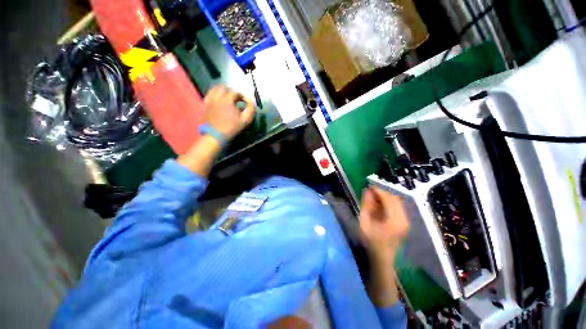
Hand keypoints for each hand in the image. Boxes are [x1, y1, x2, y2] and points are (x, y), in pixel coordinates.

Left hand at [203, 85, 255, 139]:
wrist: (216, 135)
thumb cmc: (231, 128)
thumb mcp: (245, 120)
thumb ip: (250, 109)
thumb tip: (251, 101)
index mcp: (227, 100)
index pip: (236, 93)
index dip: (241, 96)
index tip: (244, 101)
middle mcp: (217, 97)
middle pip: (223, 87)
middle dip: (231, 91)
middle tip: (235, 98)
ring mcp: (209, 100)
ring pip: (214, 89)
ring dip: (221, 91)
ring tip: (226, 97)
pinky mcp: (205, 104)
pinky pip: (209, 95)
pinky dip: (214, 94)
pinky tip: (217, 100)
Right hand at [359, 186, 409, 263]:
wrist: (382, 257)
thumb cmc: (370, 241)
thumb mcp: (364, 222)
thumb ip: (366, 205)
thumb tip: (367, 190)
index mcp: (393, 220)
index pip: (388, 198)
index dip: (378, 190)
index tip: (368, 187)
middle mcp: (403, 219)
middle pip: (394, 198)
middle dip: (381, 193)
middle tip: (369, 193)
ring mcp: (405, 221)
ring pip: (396, 202)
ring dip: (384, 198)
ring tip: (373, 199)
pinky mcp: (404, 222)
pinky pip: (397, 207)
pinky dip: (388, 203)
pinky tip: (379, 206)